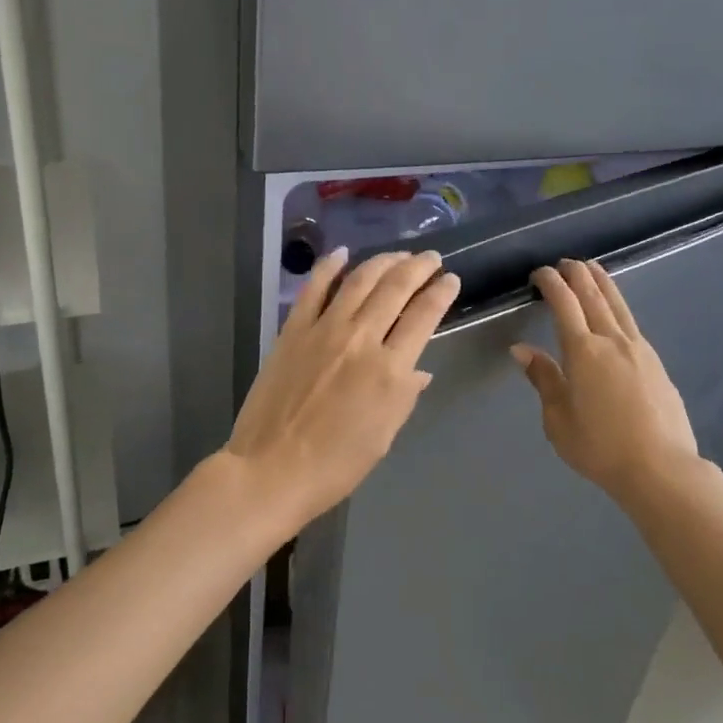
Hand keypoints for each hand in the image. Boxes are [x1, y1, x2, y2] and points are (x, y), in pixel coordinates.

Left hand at [225, 247, 459, 531]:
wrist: (271, 470)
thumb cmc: (335, 465)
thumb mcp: (384, 435)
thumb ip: (404, 395)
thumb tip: (419, 369)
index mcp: (390, 370)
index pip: (424, 316)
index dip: (441, 292)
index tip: (450, 280)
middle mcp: (361, 339)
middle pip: (396, 287)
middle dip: (419, 267)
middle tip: (431, 258)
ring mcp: (324, 329)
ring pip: (360, 279)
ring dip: (383, 261)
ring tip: (399, 255)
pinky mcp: (293, 329)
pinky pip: (313, 288)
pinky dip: (329, 266)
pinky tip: (342, 253)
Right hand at [511, 259, 701, 502]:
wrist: (661, 468)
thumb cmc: (601, 448)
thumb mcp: (559, 420)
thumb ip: (543, 379)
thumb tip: (521, 349)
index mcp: (583, 351)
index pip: (563, 303)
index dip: (550, 282)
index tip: (538, 273)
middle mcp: (611, 340)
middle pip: (592, 294)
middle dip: (576, 274)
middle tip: (564, 262)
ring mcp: (637, 348)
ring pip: (617, 303)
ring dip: (601, 281)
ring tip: (591, 268)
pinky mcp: (655, 361)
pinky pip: (631, 321)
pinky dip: (617, 304)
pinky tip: (615, 309)